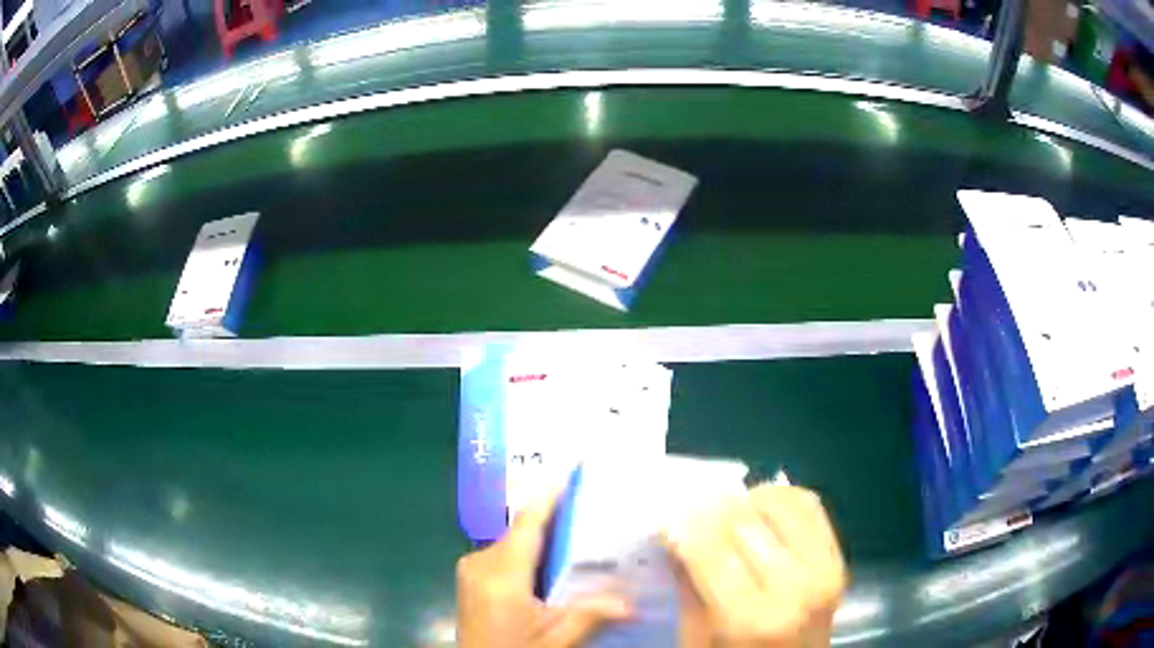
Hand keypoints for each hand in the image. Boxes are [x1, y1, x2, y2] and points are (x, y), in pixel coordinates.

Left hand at [456, 492, 631, 646]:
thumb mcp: (556, 640)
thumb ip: (590, 615)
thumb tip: (634, 604)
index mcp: (501, 575)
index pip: (527, 525)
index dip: (548, 497)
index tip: (571, 473)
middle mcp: (480, 563)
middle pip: (520, 531)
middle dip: (552, 521)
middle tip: (589, 513)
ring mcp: (469, 569)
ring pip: (510, 543)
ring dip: (539, 539)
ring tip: (576, 537)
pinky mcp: (468, 578)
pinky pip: (501, 555)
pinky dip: (525, 554)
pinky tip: (549, 565)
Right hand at [664, 484, 847, 647]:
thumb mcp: (697, 638)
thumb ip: (689, 587)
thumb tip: (675, 534)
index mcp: (751, 618)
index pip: (711, 552)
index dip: (683, 528)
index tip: (667, 520)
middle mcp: (794, 587)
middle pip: (745, 522)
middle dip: (710, 511)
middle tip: (692, 513)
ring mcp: (824, 569)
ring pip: (780, 504)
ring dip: (747, 501)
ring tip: (729, 514)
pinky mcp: (839, 557)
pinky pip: (810, 506)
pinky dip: (782, 498)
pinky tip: (761, 510)